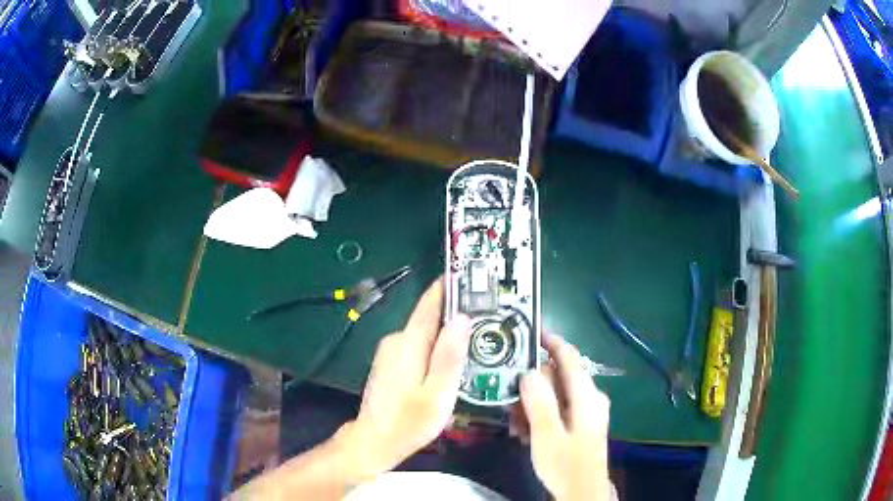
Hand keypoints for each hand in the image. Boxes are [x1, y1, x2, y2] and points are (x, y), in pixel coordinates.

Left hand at [335, 278, 471, 480]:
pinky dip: (434, 348)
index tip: (471, 277)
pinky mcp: (390, 362)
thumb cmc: (408, 421)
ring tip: (474, 342)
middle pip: (430, 319)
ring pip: (425, 334)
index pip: (429, 304)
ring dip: (446, 335)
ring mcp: (390, 351)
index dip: (449, 287)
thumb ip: (449, 356)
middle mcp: (396, 340)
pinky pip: (417, 346)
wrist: (374, 440)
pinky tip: (449, 363)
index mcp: (408, 343)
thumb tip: (462, 319)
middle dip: (456, 316)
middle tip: (486, 319)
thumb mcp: (437, 394)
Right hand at [513, 333, 612, 500]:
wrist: (582, 492)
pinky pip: (558, 410)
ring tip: (515, 424)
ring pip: (555, 396)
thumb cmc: (566, 464)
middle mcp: (590, 398)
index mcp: (586, 396)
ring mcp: (586, 411)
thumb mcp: (547, 435)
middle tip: (509, 400)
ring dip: (532, 405)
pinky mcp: (581, 424)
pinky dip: (540, 416)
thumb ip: (539, 402)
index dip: (551, 342)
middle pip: (558, 378)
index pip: (570, 358)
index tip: (529, 333)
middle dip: (532, 386)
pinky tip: (524, 433)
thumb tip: (530, 371)